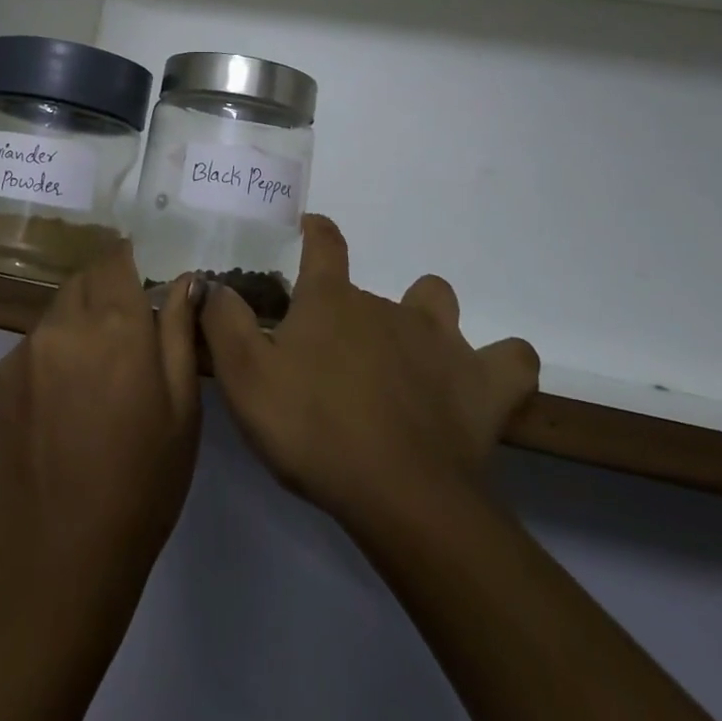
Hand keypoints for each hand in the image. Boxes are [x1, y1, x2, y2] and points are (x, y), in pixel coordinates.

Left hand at [0, 244, 201, 606]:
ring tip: (96, 379)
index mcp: (115, 325)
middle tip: (128, 335)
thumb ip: (180, 334)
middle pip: (84, 280)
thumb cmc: (137, 491)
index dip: (130, 262)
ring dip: (79, 323)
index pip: (116, 258)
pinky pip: (34, 346)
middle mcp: (64, 324)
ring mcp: (24, 352)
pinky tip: (64, 407)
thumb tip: (185, 280)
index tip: (144, 281)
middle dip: (106, 291)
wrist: (50, 568)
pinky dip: (54, 355)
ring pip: (58, 312)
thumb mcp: (181, 413)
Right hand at [200, 214, 538, 530]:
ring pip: (438, 301)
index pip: (325, 244)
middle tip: (339, 354)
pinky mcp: (483, 384)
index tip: (311, 226)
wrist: (399, 494)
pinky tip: (484, 382)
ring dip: (426, 318)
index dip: (317, 230)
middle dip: (355, 309)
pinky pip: (512, 360)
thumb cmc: (314, 429)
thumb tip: (210, 284)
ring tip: (410, 357)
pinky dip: (501, 363)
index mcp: (332, 301)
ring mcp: (441, 341)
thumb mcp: (245, 378)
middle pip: (373, 286)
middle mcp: (387, 306)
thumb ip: (223, 323)